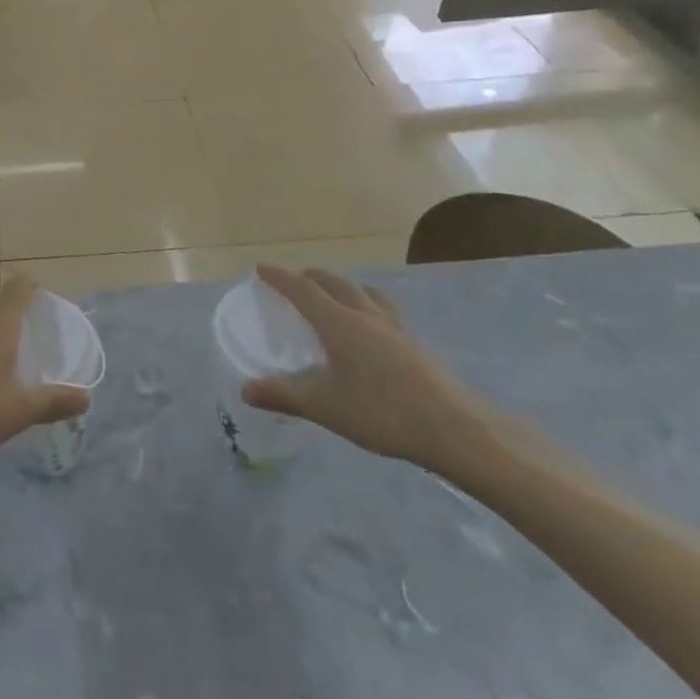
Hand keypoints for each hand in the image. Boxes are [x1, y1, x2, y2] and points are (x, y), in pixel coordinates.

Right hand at [241, 266, 485, 469]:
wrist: (455, 428)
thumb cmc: (383, 414)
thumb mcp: (325, 408)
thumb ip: (284, 395)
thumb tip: (245, 390)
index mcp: (339, 324)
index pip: (303, 290)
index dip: (280, 278)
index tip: (262, 269)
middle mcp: (366, 315)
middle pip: (335, 282)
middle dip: (310, 277)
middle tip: (294, 281)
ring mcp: (395, 326)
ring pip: (363, 291)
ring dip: (342, 285)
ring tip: (334, 295)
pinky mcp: (415, 341)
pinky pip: (383, 307)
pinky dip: (366, 303)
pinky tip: (371, 327)